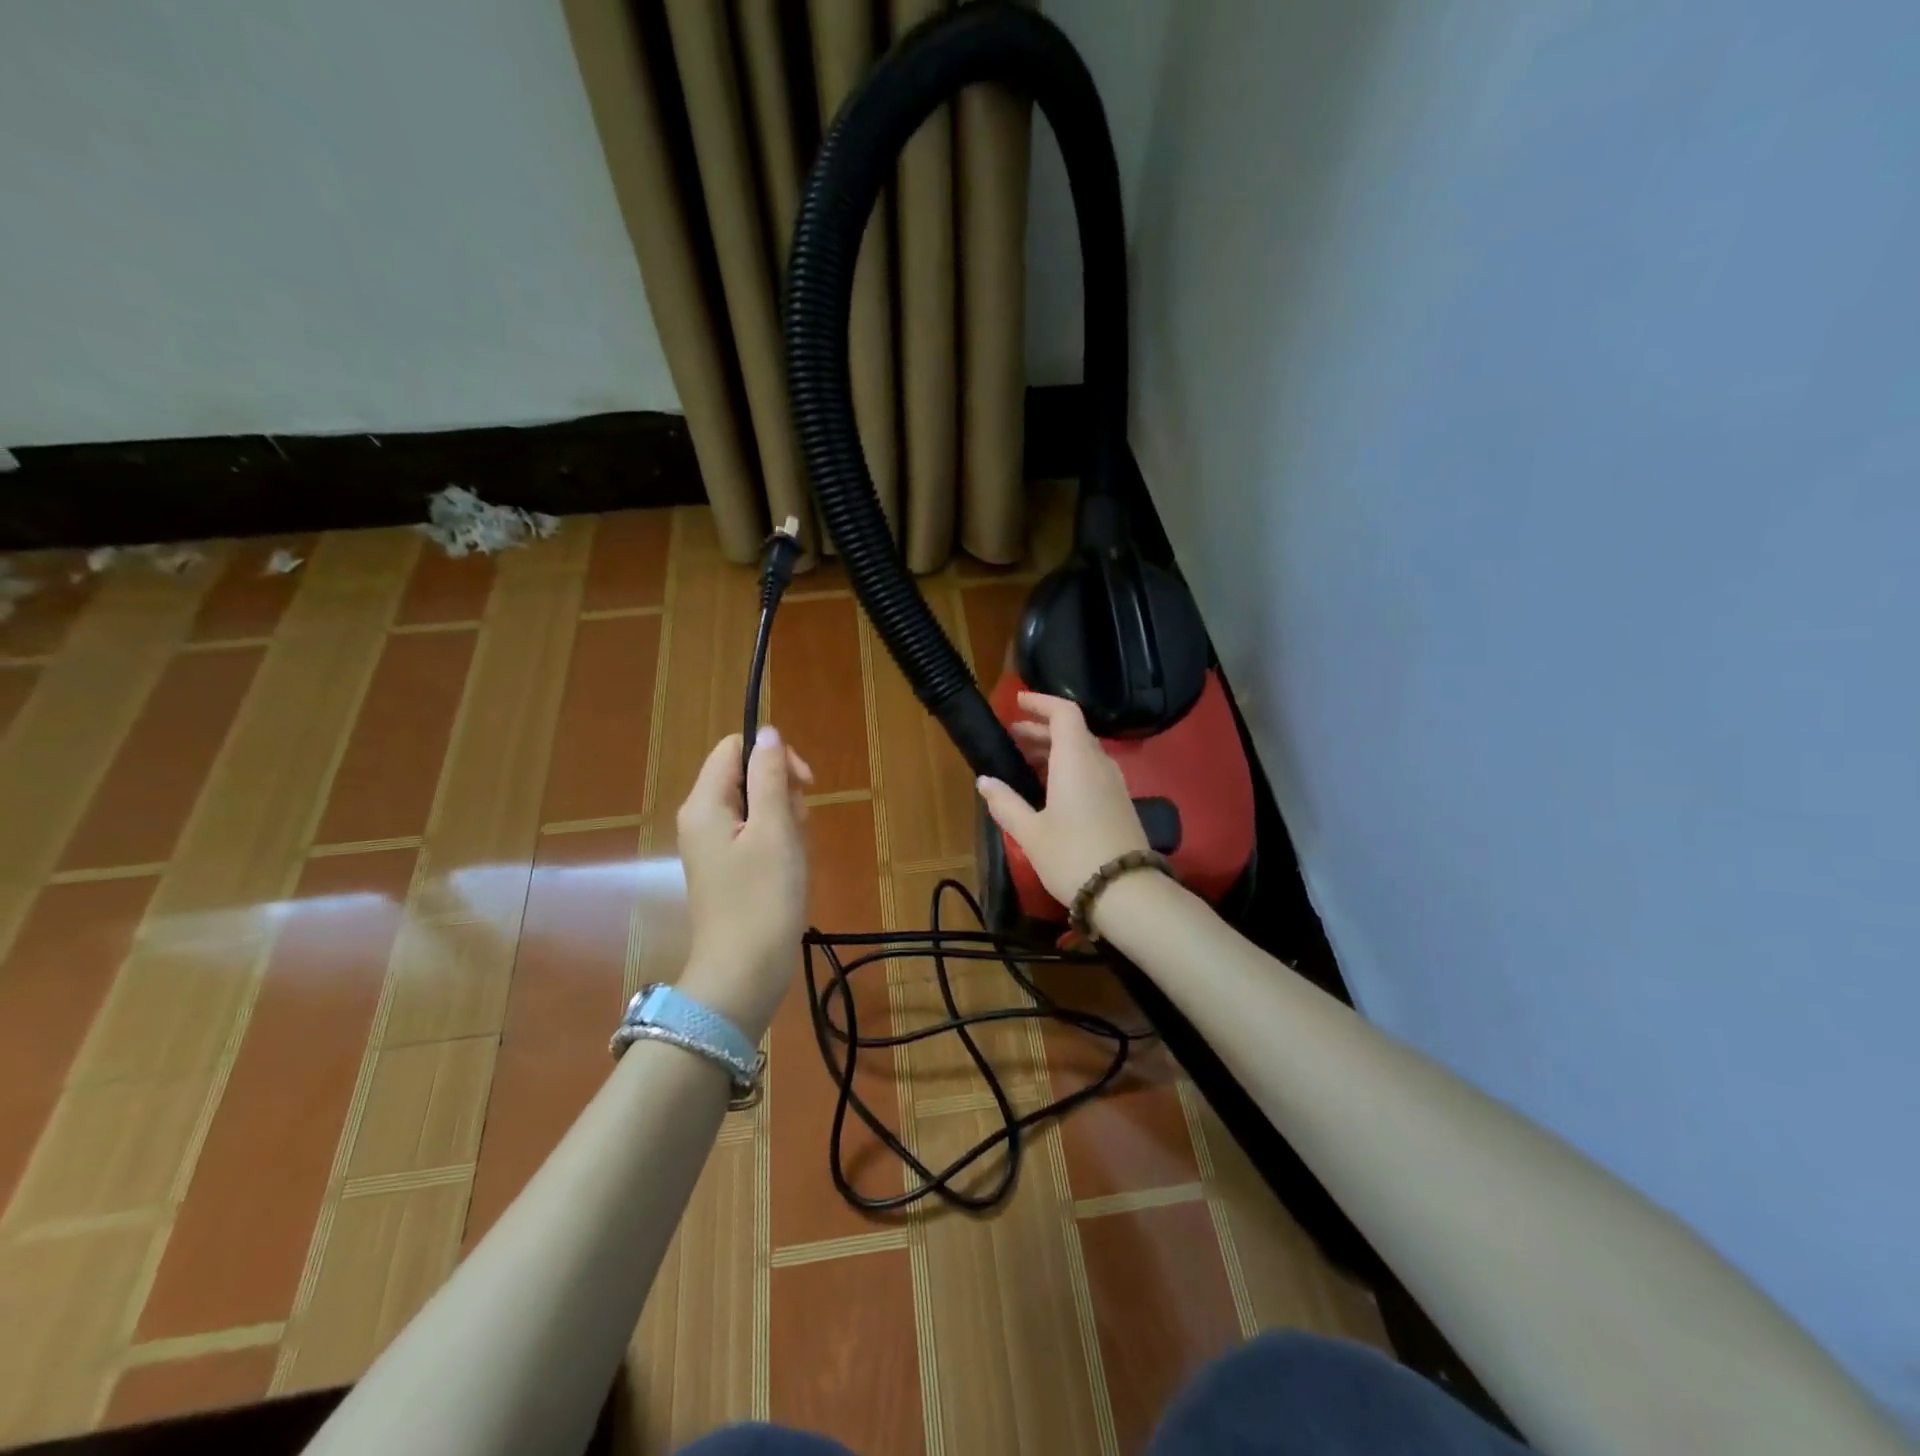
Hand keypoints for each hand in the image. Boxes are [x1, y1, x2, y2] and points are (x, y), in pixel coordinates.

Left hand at [676, 725, 812, 1038]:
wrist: (744, 972)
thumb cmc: (762, 897)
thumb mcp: (774, 829)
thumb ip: (770, 776)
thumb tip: (768, 732)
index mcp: (705, 803)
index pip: (736, 748)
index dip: (773, 755)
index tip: (804, 784)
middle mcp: (702, 818)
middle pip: (747, 775)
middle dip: (783, 793)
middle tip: (798, 828)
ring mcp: (714, 845)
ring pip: (758, 806)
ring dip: (786, 820)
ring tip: (795, 855)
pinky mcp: (728, 868)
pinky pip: (756, 835)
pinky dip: (779, 843)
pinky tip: (790, 869)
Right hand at [975, 692, 1147, 908]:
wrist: (1127, 893)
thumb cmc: (1072, 856)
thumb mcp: (1031, 832)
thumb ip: (1006, 803)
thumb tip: (984, 781)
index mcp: (1076, 760)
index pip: (1064, 713)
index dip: (1042, 702)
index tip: (1018, 702)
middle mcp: (1099, 763)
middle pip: (1073, 731)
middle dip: (1042, 728)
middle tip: (1013, 735)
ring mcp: (1114, 783)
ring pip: (1083, 752)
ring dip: (1054, 749)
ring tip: (1025, 759)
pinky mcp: (1120, 802)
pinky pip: (1091, 770)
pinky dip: (1068, 767)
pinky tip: (1050, 787)